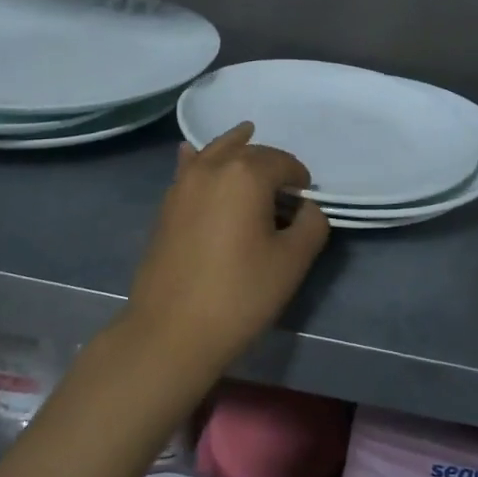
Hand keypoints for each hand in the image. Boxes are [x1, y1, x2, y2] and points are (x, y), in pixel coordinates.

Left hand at [124, 123, 329, 373]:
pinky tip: (193, 153)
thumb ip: (312, 224)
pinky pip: (187, 169)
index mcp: (246, 174)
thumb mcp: (293, 261)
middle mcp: (212, 167)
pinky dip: (198, 158)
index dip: (301, 180)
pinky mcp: (166, 206)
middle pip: (250, 152)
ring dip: (236, 149)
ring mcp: (182, 184)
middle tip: (286, 193)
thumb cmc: (240, 294)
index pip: (284, 163)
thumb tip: (306, 208)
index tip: (307, 205)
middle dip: (272, 165)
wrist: (171, 332)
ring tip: (249, 143)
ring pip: (215, 152)